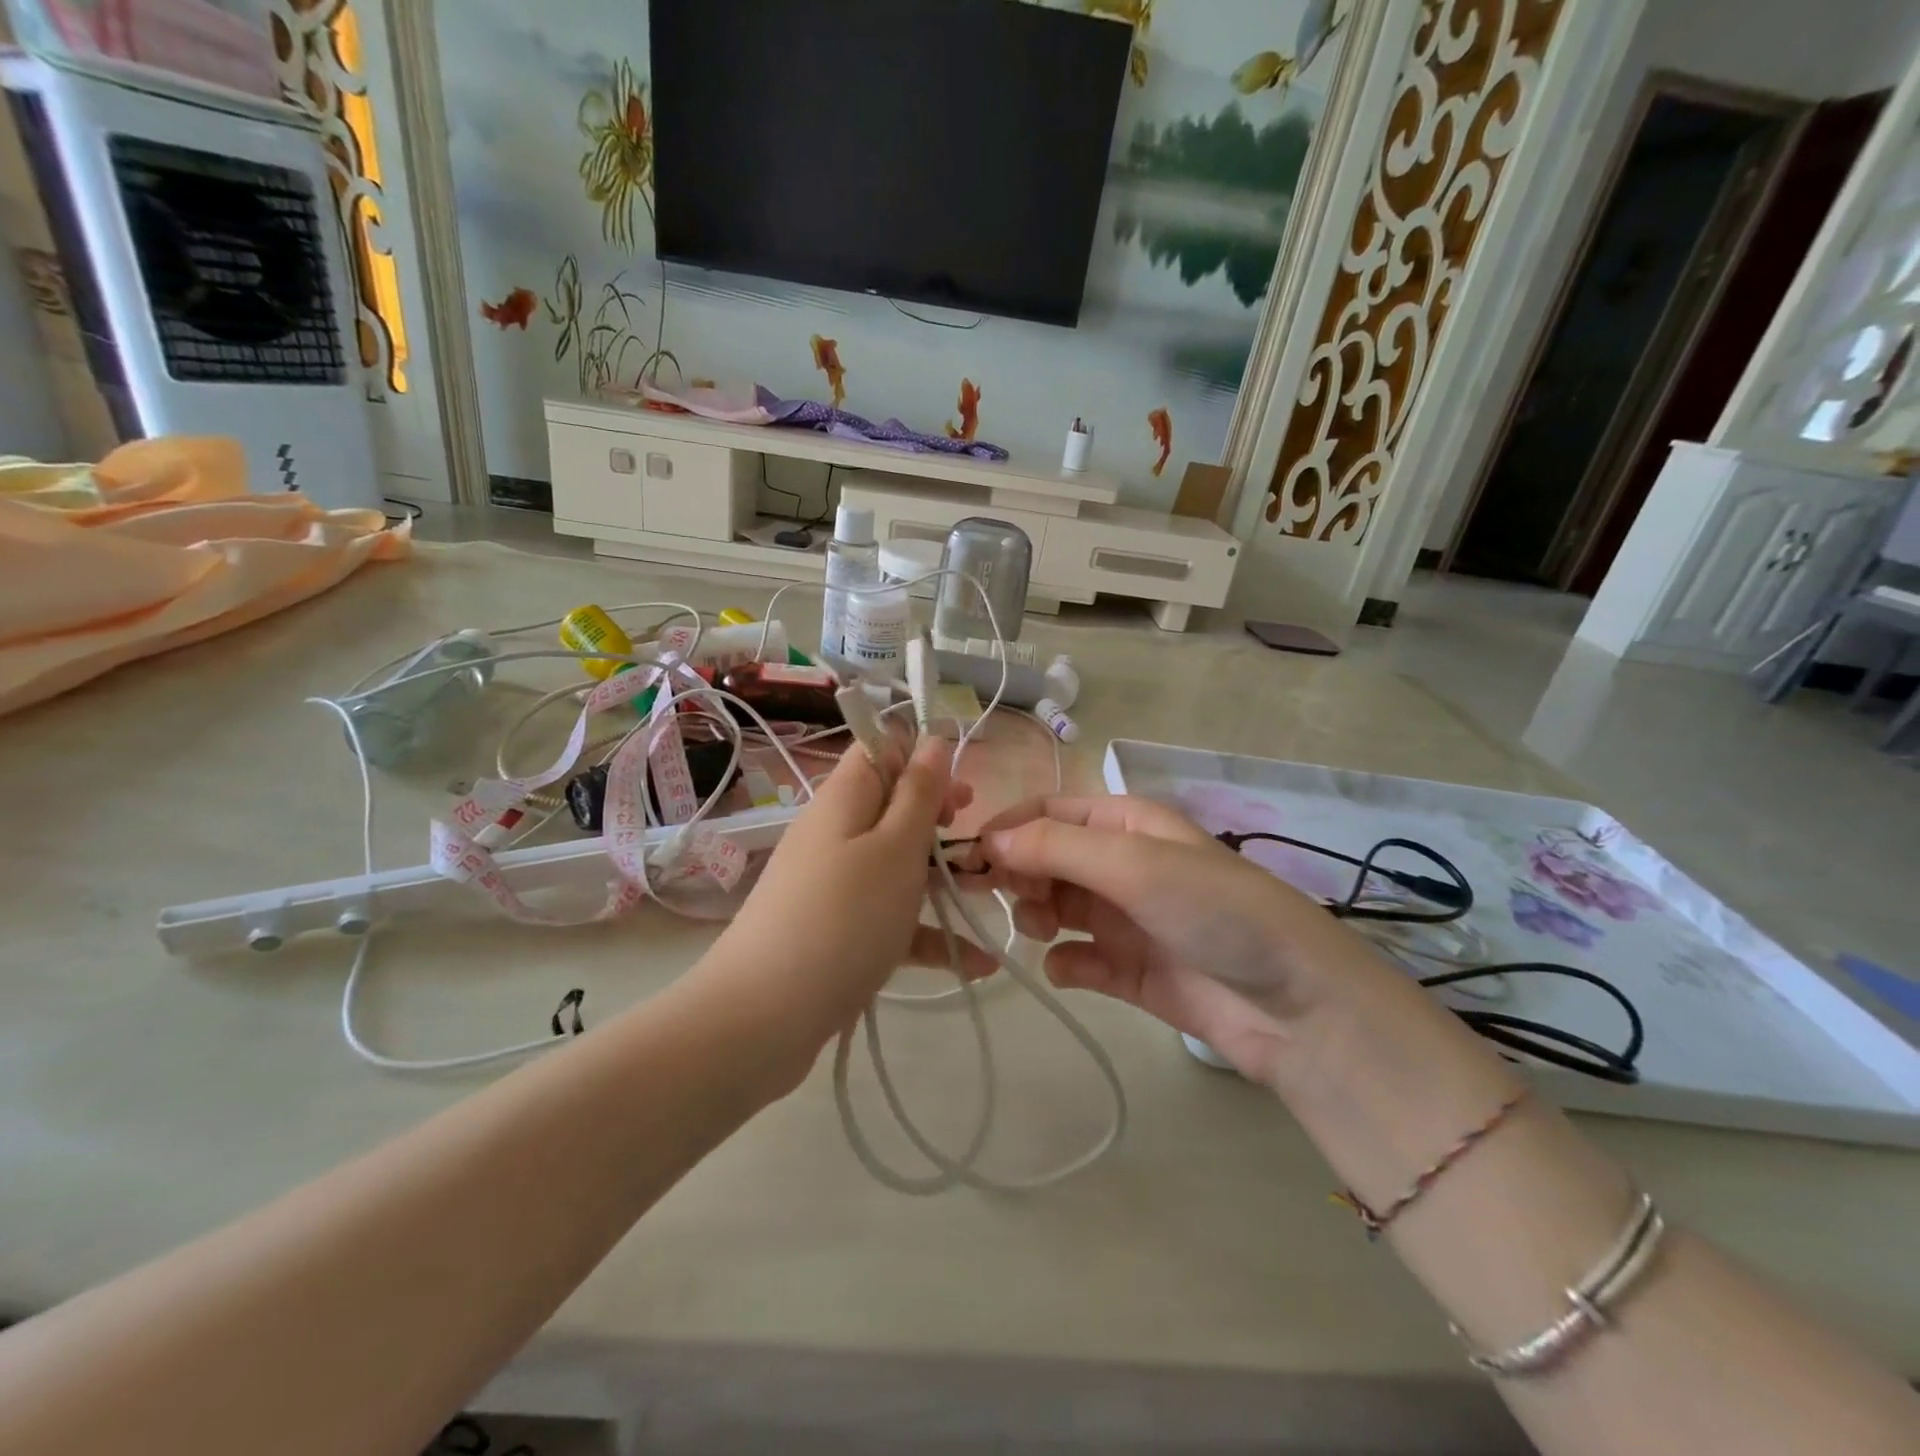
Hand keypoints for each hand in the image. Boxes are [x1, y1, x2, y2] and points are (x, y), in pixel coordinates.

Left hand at [701, 738, 993, 1077]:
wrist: (763, 1019)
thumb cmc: (843, 918)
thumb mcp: (895, 847)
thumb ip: (919, 792)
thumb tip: (933, 737)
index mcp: (843, 800)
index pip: (879, 751)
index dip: (921, 761)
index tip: (957, 795)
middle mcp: (834, 835)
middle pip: (892, 810)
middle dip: (940, 824)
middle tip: (978, 847)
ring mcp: (833, 887)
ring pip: (896, 867)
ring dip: (943, 880)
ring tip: (990, 899)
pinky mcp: (836, 934)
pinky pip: (888, 920)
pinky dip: (925, 934)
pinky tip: (976, 964)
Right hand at [979, 795, 1392, 1086]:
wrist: (1294, 1005)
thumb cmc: (1213, 910)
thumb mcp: (1133, 863)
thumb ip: (1055, 847)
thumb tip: (989, 840)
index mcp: (1125, 825)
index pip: (1048, 814)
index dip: (1007, 831)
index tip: (968, 859)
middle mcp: (1122, 865)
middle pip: (1046, 859)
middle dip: (1018, 874)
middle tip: (998, 896)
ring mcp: (1126, 919)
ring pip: (1057, 907)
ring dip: (1037, 914)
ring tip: (1039, 928)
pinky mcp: (1131, 971)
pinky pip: (1079, 959)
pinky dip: (1066, 962)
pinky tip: (1069, 969)